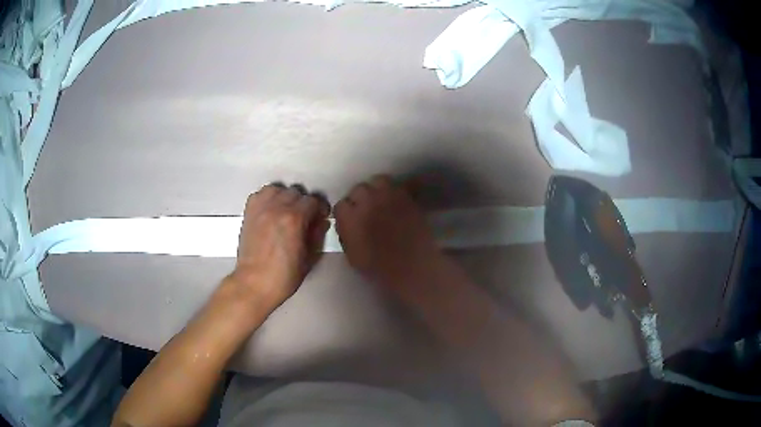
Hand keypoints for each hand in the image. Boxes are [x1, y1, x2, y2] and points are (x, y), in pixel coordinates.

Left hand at [229, 183, 330, 312]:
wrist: (254, 283)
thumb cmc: (283, 277)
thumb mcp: (309, 259)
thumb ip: (317, 235)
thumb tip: (322, 222)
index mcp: (294, 219)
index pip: (313, 201)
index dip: (320, 209)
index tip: (321, 217)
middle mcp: (276, 208)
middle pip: (296, 192)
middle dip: (304, 203)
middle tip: (305, 217)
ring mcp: (260, 208)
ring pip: (277, 189)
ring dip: (285, 197)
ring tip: (286, 211)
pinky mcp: (248, 213)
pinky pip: (260, 194)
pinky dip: (268, 198)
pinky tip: (271, 211)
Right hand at [334, 175, 442, 295]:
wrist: (413, 268)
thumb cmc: (379, 268)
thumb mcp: (352, 256)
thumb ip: (346, 235)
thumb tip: (346, 224)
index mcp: (350, 218)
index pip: (341, 205)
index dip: (345, 213)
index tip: (350, 220)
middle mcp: (367, 202)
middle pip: (359, 189)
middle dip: (360, 199)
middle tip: (366, 210)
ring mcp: (388, 197)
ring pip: (378, 181)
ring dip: (377, 189)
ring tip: (381, 201)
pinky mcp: (407, 197)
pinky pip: (400, 186)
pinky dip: (397, 190)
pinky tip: (397, 200)